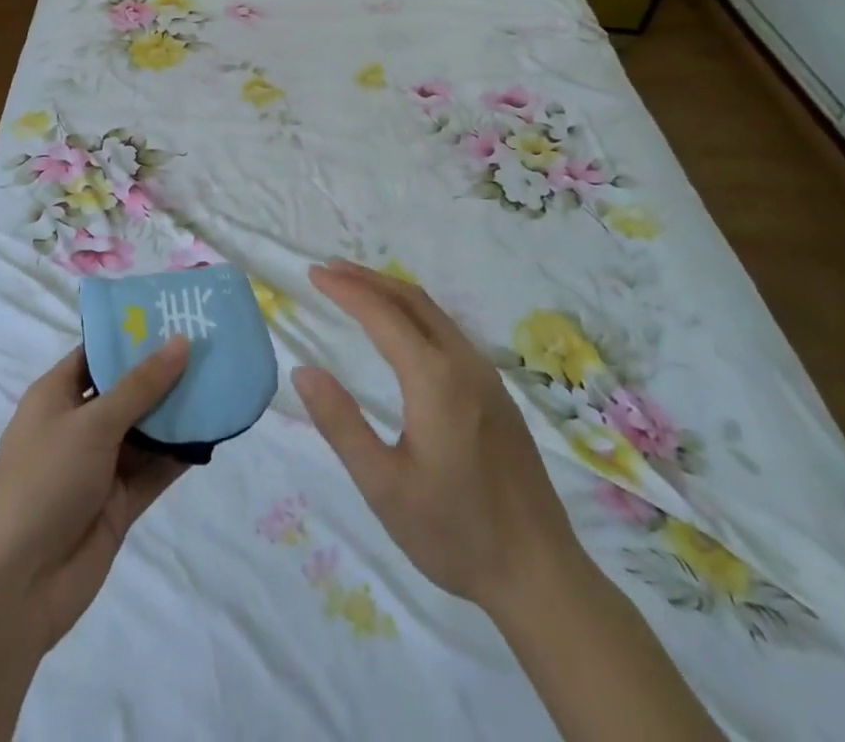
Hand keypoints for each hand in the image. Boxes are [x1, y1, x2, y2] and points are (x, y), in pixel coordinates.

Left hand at [0, 338, 191, 649]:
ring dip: (177, 412)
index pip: (97, 354)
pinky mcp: (118, 502)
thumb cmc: (45, 482)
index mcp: (56, 396)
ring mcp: (99, 466)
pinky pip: (154, 468)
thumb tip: (181, 341)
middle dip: (163, 372)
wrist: (19, 586)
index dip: (132, 335)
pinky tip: (213, 432)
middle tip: (209, 345)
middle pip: (126, 390)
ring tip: (220, 381)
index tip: (174, 316)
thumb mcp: (93, 423)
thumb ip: (141, 385)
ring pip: (145, 429)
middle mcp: (78, 425)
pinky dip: (179, 453)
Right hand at [292, 261, 577, 609]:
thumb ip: (341, 424)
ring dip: (392, 293)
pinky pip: (448, 331)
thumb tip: (304, 370)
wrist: (541, 575)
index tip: (313, 273)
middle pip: (411, 300)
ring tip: (357, 288)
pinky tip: (401, 330)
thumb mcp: (383, 486)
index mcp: (435, 379)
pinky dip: (414, 313)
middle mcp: (464, 364)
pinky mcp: (497, 393)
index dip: (345, 289)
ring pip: (434, 313)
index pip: (382, 315)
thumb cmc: (454, 532)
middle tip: (329, 270)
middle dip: (368, 279)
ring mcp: (486, 376)